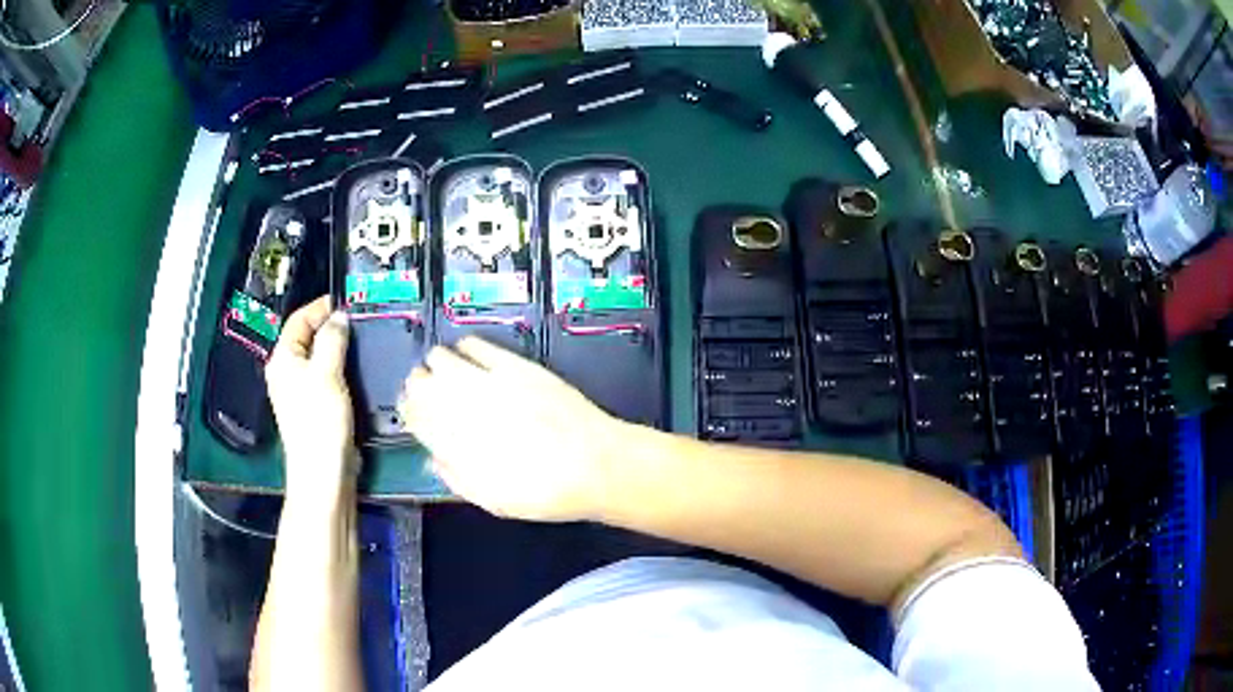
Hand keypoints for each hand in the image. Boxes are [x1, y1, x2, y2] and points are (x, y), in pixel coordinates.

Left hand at [265, 295, 357, 502]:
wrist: (322, 470)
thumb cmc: (320, 419)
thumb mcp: (327, 372)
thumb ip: (332, 339)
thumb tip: (339, 317)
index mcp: (282, 359)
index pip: (298, 320)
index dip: (319, 307)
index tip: (345, 300)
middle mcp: (286, 372)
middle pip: (306, 338)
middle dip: (329, 326)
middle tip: (356, 320)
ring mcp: (298, 391)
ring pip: (317, 358)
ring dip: (335, 347)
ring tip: (359, 341)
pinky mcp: (312, 407)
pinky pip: (324, 376)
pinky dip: (338, 367)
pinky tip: (354, 369)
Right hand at [400, 337, 623, 521]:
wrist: (596, 465)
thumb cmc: (545, 493)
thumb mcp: (493, 501)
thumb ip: (457, 478)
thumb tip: (433, 458)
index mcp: (455, 445)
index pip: (414, 416)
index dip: (409, 411)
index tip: (411, 411)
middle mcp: (463, 409)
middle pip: (420, 383)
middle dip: (418, 386)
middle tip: (428, 391)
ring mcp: (489, 382)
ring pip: (441, 358)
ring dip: (437, 364)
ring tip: (446, 371)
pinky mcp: (515, 365)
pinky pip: (475, 345)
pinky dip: (465, 348)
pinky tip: (469, 355)